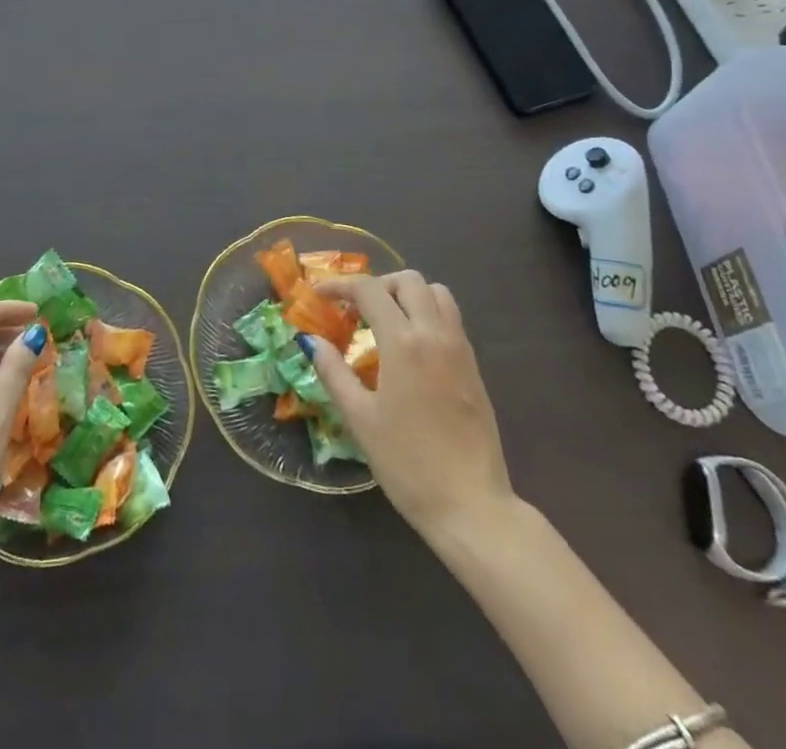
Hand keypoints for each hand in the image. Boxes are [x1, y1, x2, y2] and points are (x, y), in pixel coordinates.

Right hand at [307, 272, 514, 543]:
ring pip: (437, 293)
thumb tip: (311, 340)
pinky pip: (451, 318)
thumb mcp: (360, 418)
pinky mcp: (474, 366)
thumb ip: (333, 372)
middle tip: (356, 309)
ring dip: (408, 294)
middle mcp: (434, 333)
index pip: (370, 289)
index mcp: (403, 342)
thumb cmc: (407, 463)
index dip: (340, 285)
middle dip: (378, 285)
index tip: (320, 295)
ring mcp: (460, 348)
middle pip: (409, 280)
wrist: (471, 505)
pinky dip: (428, 313)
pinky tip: (411, 347)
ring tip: (386, 321)